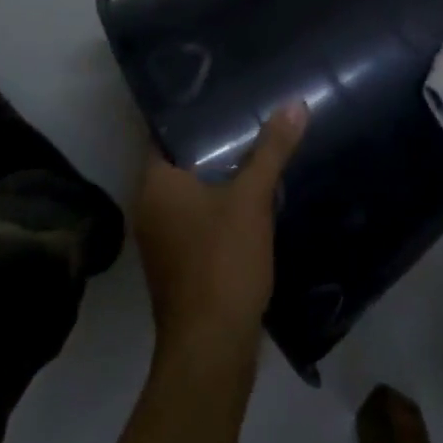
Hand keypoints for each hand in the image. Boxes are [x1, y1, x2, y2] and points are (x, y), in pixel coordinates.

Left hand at [134, 103, 308, 365]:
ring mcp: (160, 239)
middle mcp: (149, 207)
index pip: (166, 131)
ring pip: (190, 193)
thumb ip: (271, 150)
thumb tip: (294, 104)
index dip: (192, 112)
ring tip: (254, 149)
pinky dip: (218, 207)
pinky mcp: (177, 264)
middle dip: (213, 143)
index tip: (221, 93)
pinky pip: (196, 219)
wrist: (211, 349)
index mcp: (154, 184)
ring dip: (218, 177)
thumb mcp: (251, 199)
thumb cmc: (222, 262)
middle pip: (180, 161)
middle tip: (247, 114)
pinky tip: (250, 199)